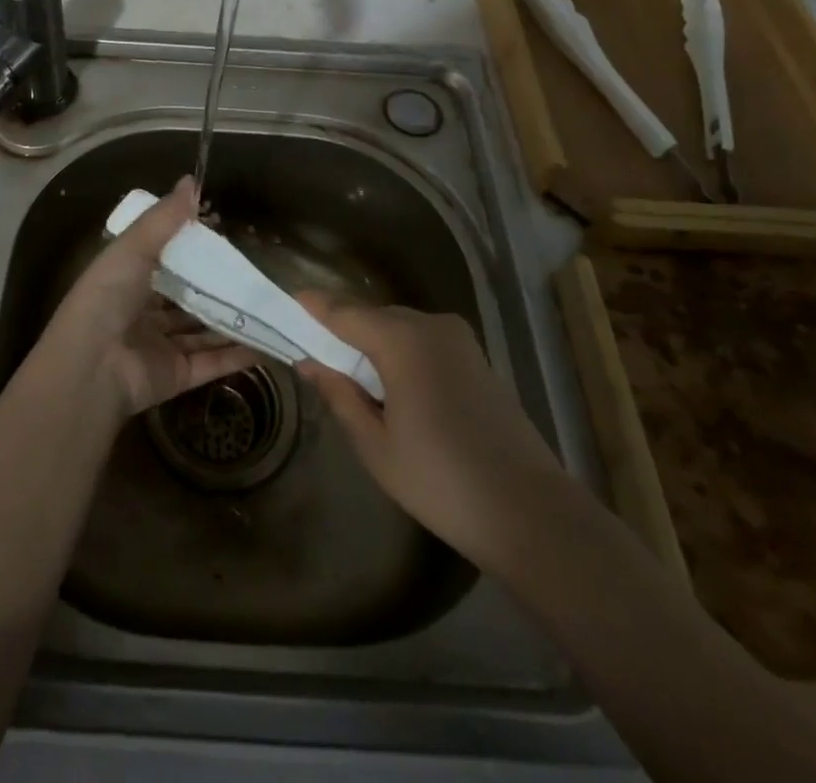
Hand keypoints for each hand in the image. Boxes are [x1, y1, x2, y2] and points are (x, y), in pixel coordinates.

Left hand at [39, 177, 255, 418]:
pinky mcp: (176, 375)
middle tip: (254, 272)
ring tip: (270, 305)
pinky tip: (269, 341)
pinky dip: (238, 354)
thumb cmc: (107, 296)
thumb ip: (164, 218)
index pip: (163, 261)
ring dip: (233, 320)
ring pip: (203, 330)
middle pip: (187, 297)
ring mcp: (160, 346)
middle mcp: (143, 312)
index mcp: (127, 279)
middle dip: (217, 287)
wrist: (91, 366)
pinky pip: (212, 362)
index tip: (224, 235)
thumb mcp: (133, 247)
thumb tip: (191, 180)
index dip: (191, 249)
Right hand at [294, 292, 566, 568]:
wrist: (532, 514)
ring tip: (348, 375)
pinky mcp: (476, 358)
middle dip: (340, 329)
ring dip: (370, 342)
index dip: (311, 306)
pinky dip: (398, 352)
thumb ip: (339, 394)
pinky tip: (390, 386)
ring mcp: (459, 340)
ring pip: (398, 326)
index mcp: (402, 340)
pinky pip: (422, 341)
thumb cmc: (442, 482)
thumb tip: (309, 362)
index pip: (342, 311)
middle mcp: (431, 325)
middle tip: (311, 353)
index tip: (283, 302)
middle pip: (371, 315)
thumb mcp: (375, 444)